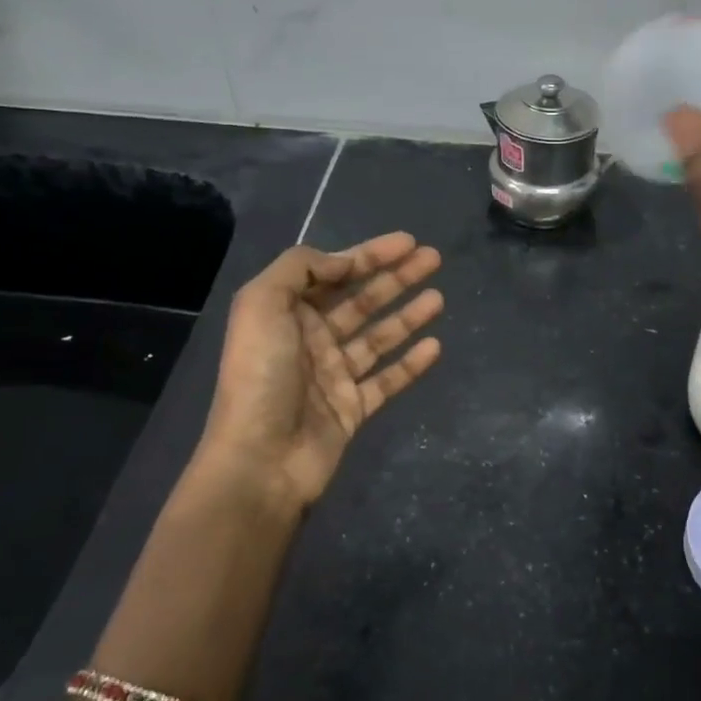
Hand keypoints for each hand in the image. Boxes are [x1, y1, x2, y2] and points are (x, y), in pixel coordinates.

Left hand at [194, 232, 443, 512]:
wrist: (260, 460)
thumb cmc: (261, 376)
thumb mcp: (262, 304)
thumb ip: (301, 269)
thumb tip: (343, 262)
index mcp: (287, 313)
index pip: (335, 273)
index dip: (370, 254)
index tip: (408, 241)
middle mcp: (311, 340)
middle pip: (362, 300)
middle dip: (396, 278)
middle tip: (433, 260)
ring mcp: (334, 376)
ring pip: (379, 337)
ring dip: (408, 316)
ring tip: (439, 299)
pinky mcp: (352, 409)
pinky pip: (388, 380)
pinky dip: (411, 363)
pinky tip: (435, 346)